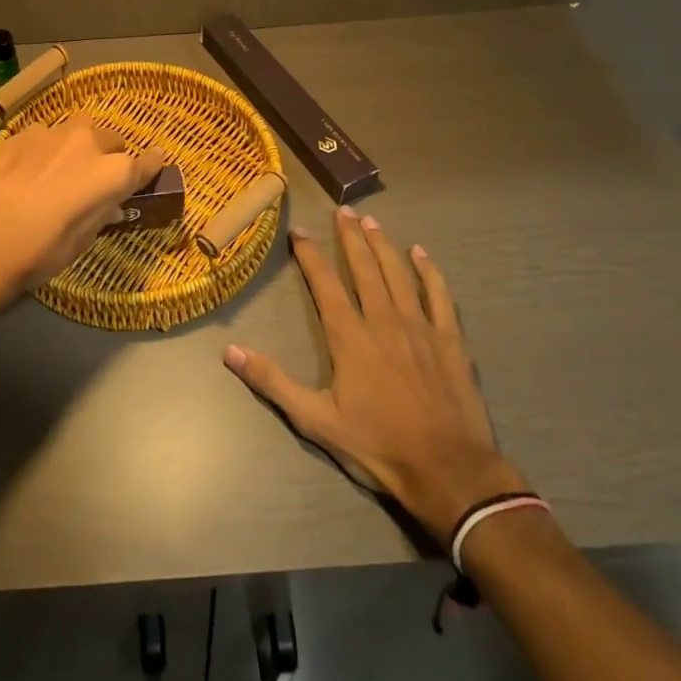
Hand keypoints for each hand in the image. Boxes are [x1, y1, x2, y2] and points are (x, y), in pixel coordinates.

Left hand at [0, 117, 167, 331]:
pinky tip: (31, 171)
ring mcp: (52, 133)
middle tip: (96, 182)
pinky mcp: (21, 135)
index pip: (147, 161)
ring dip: (79, 148)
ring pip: (79, 132)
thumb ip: (101, 213)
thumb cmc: (38, 254)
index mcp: (113, 172)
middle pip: (112, 141)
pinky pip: (46, 136)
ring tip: (63, 172)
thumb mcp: (81, 242)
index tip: (152, 169)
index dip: (151, 166)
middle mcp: (88, 142)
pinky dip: (48, 149)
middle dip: (111, 157)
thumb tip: (111, 204)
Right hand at [224, 206, 526, 541]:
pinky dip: (429, 271)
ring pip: (398, 273)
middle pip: (365, 268)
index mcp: (350, 336)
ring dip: (383, 245)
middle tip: (343, 210)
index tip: (299, 231)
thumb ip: (273, 382)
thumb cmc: (378, 446)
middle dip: (350, 237)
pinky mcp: (450, 340)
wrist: (449, 471)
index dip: (310, 254)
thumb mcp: (316, 421)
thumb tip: (230, 351)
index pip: (325, 283)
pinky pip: (439, 295)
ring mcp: (420, 327)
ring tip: (371, 221)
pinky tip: (421, 254)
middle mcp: (383, 320)